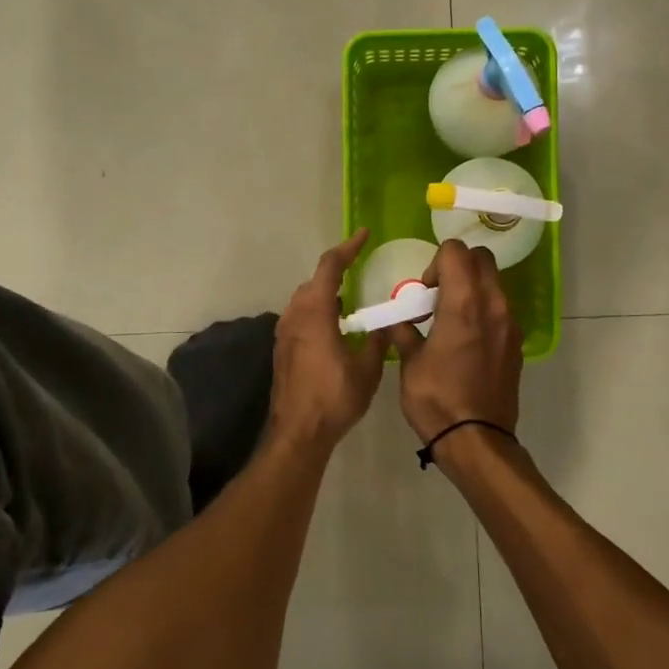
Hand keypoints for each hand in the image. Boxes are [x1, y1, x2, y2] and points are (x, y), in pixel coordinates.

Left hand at [267, 230, 388, 451]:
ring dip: (325, 292)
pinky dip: (317, 310)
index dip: (348, 248)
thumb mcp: (367, 369)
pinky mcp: (281, 348)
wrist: (299, 433)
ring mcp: (284, 332)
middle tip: (360, 268)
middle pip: (314, 281)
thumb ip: (378, 341)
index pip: (330, 267)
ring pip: (304, 299)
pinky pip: (299, 316)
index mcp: (315, 313)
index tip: (364, 235)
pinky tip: (334, 326)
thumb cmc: (335, 398)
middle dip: (337, 271)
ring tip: (350, 298)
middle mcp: (294, 315)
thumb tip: (386, 324)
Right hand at [386, 240, 521, 442]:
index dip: (435, 262)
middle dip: (458, 266)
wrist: (477, 440)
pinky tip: (465, 339)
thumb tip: (399, 319)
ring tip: (449, 318)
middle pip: (481, 259)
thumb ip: (403, 330)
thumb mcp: (409, 362)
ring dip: (472, 287)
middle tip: (437, 295)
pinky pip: (500, 308)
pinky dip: (483, 309)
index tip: (424, 290)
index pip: (456, 251)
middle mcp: (494, 305)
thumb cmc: (436, 399)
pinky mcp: (515, 342)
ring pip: (494, 282)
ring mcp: (510, 324)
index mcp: (464, 303)